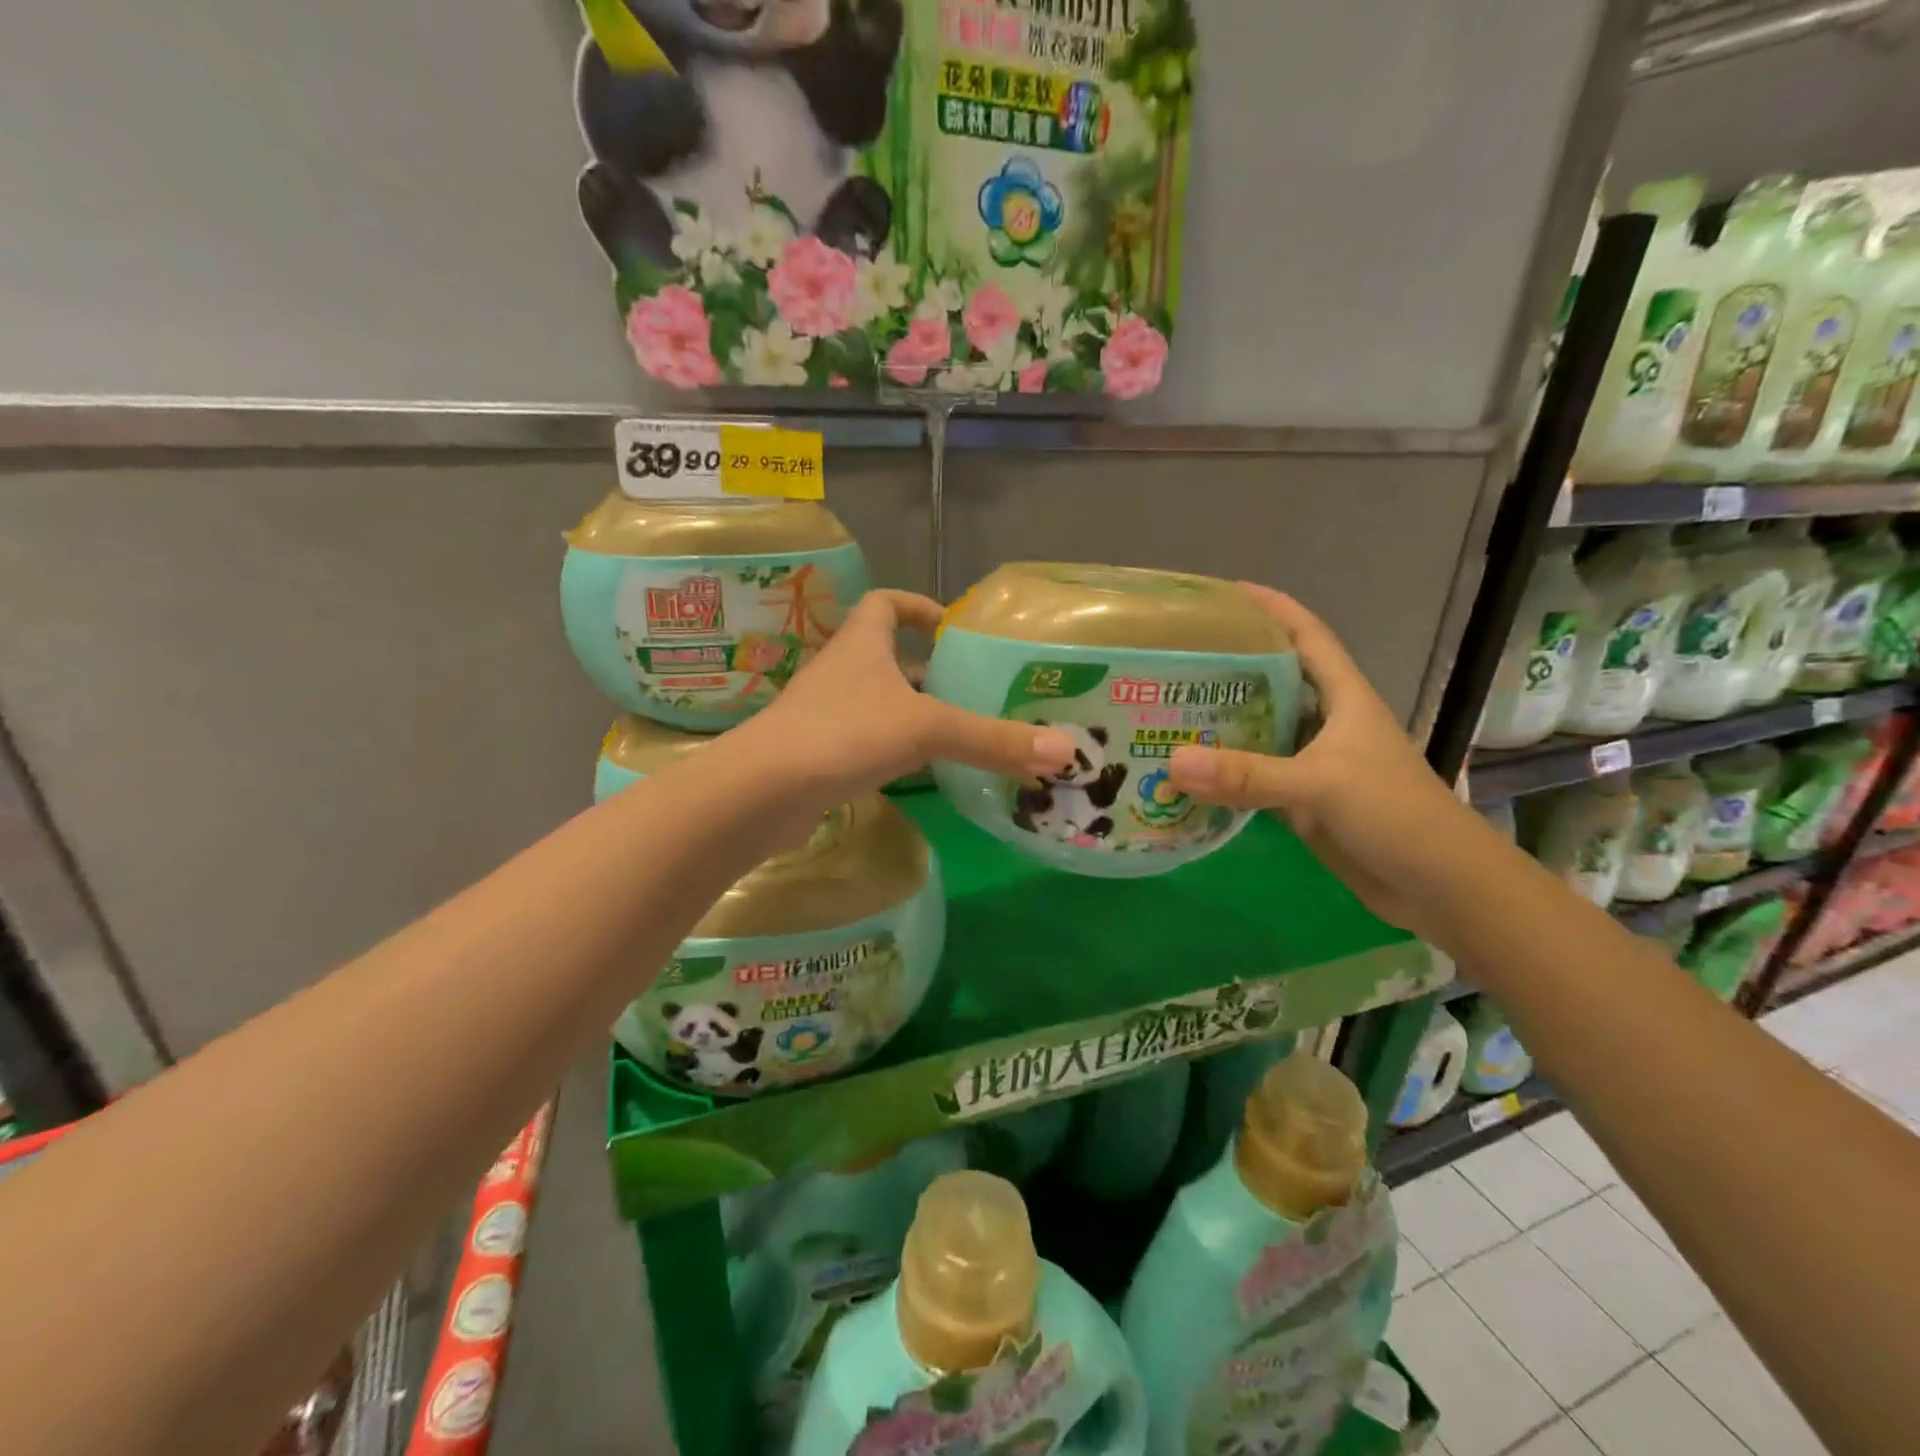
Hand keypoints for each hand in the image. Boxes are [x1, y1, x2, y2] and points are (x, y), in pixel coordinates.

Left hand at [738, 588, 1076, 803]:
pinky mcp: (820, 753)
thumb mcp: (926, 730)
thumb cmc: (844, 734)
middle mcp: (842, 671)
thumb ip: (992, 739)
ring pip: (880, 702)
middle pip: (889, 657)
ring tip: (962, 732)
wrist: (762, 792)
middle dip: (930, 671)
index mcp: (863, 643)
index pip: (888, 604)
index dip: (920, 608)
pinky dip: (896, 749)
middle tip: (976, 691)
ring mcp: (827, 714)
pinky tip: (924, 771)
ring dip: (915, 713)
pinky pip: (867, 741)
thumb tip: (1066, 750)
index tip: (954, 630)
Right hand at [1166, 586, 1484, 940]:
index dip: (1271, 609)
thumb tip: (1173, 762)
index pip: (1307, 635)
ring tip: (1167, 708)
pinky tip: (1187, 771)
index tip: (1224, 593)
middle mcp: (1327, 722)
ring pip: (1260, 728)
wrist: (1439, 886)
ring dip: (1220, 720)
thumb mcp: (1322, 786)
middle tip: (1175, 657)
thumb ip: (1248, 775)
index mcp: (1344, 697)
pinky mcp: (1302, 800)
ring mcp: (1313, 762)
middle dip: (1230, 664)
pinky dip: (1223, 771)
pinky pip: (1254, 775)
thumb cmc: (1395, 815)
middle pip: (1273, 679)